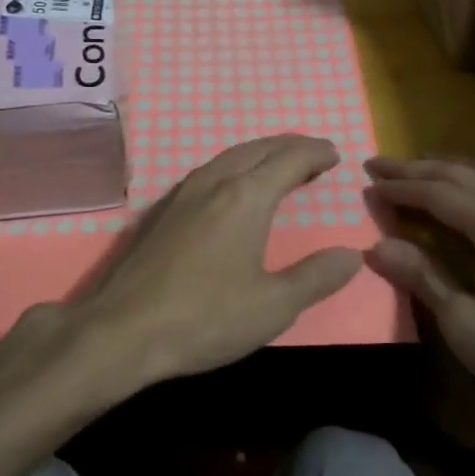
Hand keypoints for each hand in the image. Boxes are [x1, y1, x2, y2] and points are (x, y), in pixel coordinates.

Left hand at [63, 135, 362, 391]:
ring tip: (280, 163)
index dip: (315, 153)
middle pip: (260, 148)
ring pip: (231, 155)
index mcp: (246, 196)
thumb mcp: (273, 306)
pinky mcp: (164, 208)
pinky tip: (234, 185)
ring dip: (262, 152)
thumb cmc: (205, 318)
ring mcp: (184, 191)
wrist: (123, 330)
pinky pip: (211, 168)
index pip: (290, 159)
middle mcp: (216, 181)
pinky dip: (236, 164)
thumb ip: (316, 277)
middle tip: (314, 153)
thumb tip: (351, 255)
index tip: (334, 154)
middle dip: (291, 146)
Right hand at [362, 157, 474, 469]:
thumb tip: (376, 245)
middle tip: (381, 164)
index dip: (400, 186)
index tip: (367, 181)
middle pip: (464, 175)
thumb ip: (422, 276)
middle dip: (419, 168)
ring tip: (422, 168)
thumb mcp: (464, 324)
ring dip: (453, 169)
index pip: (438, 192)